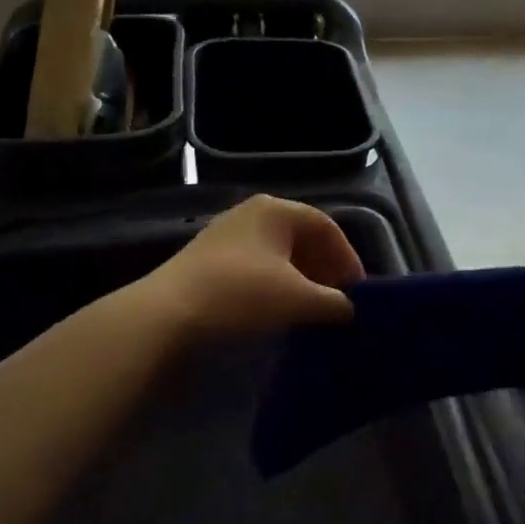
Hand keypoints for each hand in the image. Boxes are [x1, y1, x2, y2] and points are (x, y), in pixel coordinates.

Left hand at [139, 195, 363, 341]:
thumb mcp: (298, 299)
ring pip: (277, 252)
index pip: (326, 227)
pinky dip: (274, 282)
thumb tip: (348, 308)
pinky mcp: (208, 257)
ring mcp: (227, 233)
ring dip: (300, 277)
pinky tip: (277, 308)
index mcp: (277, 210)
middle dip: (323, 268)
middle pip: (301, 237)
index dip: (347, 258)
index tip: (356, 290)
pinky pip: (256, 264)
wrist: (168, 313)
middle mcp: (252, 212)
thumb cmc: (242, 294)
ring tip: (309, 307)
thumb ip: (333, 302)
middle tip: (336, 299)